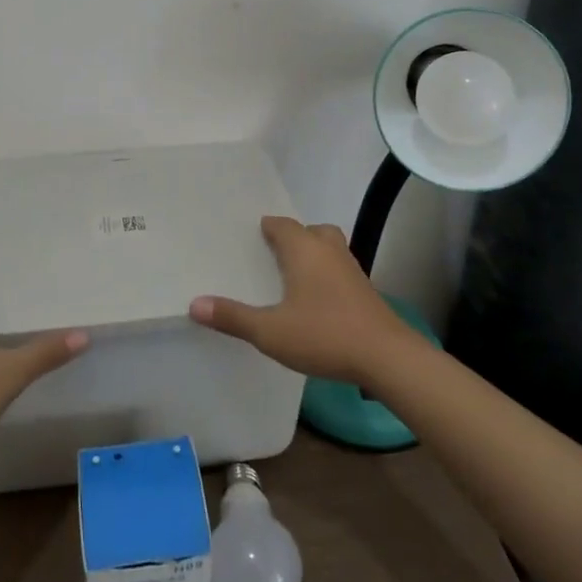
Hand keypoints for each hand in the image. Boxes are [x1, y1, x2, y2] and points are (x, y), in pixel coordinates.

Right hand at [189, 216, 413, 385]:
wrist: (387, 357)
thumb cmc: (324, 335)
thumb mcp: (270, 331)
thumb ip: (233, 317)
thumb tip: (194, 304)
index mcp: (303, 249)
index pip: (282, 225)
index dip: (267, 228)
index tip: (252, 236)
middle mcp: (328, 250)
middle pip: (309, 231)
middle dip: (292, 238)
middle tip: (272, 254)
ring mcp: (351, 269)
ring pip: (328, 248)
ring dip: (312, 254)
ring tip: (293, 275)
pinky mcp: (365, 290)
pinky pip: (339, 269)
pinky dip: (326, 274)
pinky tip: (317, 300)